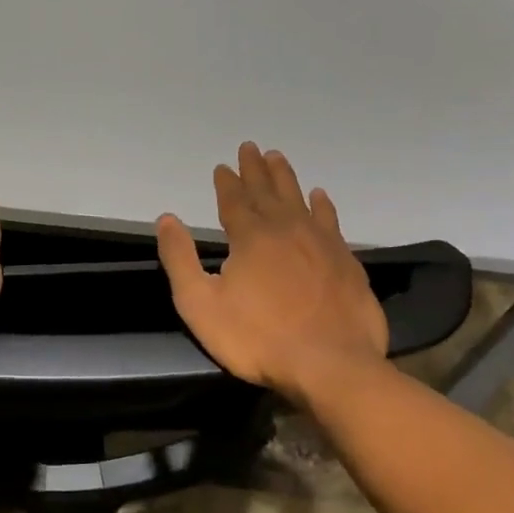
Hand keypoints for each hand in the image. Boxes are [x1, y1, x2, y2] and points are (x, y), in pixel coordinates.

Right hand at [156, 143, 387, 403]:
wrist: (330, 365)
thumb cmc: (257, 338)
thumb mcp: (200, 304)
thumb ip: (180, 260)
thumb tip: (167, 219)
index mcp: (251, 238)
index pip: (235, 201)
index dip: (227, 182)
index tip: (223, 166)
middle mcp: (287, 230)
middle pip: (268, 192)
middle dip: (256, 170)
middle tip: (251, 147)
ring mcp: (321, 244)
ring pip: (301, 200)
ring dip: (287, 178)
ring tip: (279, 158)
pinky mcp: (346, 262)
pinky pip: (331, 222)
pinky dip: (323, 206)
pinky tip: (321, 197)